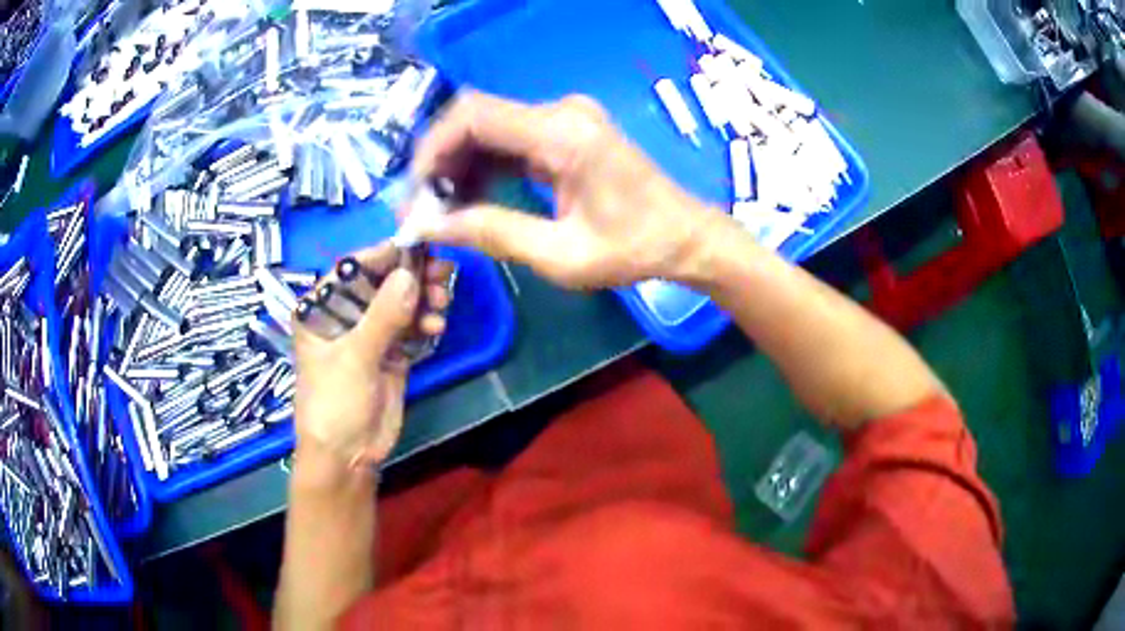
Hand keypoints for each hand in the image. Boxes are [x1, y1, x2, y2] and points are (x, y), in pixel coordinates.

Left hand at [292, 243, 452, 467]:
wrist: (348, 456)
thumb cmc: (334, 403)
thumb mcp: (354, 358)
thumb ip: (383, 316)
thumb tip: (410, 274)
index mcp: (321, 309)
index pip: (351, 269)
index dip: (383, 255)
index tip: (417, 246)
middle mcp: (344, 315)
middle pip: (381, 283)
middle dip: (410, 277)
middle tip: (442, 272)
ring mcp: (369, 334)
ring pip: (400, 303)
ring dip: (422, 299)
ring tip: (442, 303)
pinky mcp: (390, 353)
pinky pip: (410, 327)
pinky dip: (425, 322)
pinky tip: (437, 325)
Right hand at [412, 92, 720, 288]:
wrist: (684, 237)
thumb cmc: (633, 250)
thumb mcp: (561, 255)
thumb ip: (493, 233)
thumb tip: (431, 226)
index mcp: (563, 134)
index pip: (473, 116)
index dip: (432, 150)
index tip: (415, 194)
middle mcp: (561, 113)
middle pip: (475, 118)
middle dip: (440, 162)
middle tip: (424, 209)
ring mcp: (564, 119)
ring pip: (488, 129)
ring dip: (459, 165)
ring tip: (443, 211)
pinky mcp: (565, 132)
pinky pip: (509, 140)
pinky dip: (484, 166)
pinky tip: (471, 199)